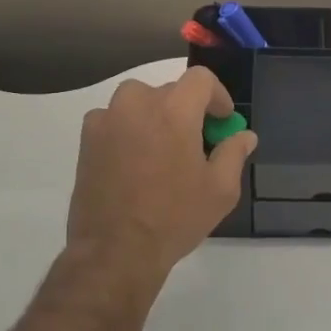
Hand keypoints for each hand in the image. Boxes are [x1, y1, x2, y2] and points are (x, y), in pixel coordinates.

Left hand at [65, 67, 257, 284]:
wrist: (115, 250)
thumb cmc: (174, 218)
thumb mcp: (220, 190)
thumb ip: (234, 153)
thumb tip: (243, 136)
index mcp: (175, 110)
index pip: (201, 79)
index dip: (217, 96)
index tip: (221, 121)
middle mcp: (138, 103)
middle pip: (171, 91)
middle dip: (187, 110)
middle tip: (196, 142)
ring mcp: (108, 119)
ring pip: (140, 101)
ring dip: (156, 116)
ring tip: (163, 150)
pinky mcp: (87, 138)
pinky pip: (115, 119)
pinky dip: (129, 129)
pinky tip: (134, 161)